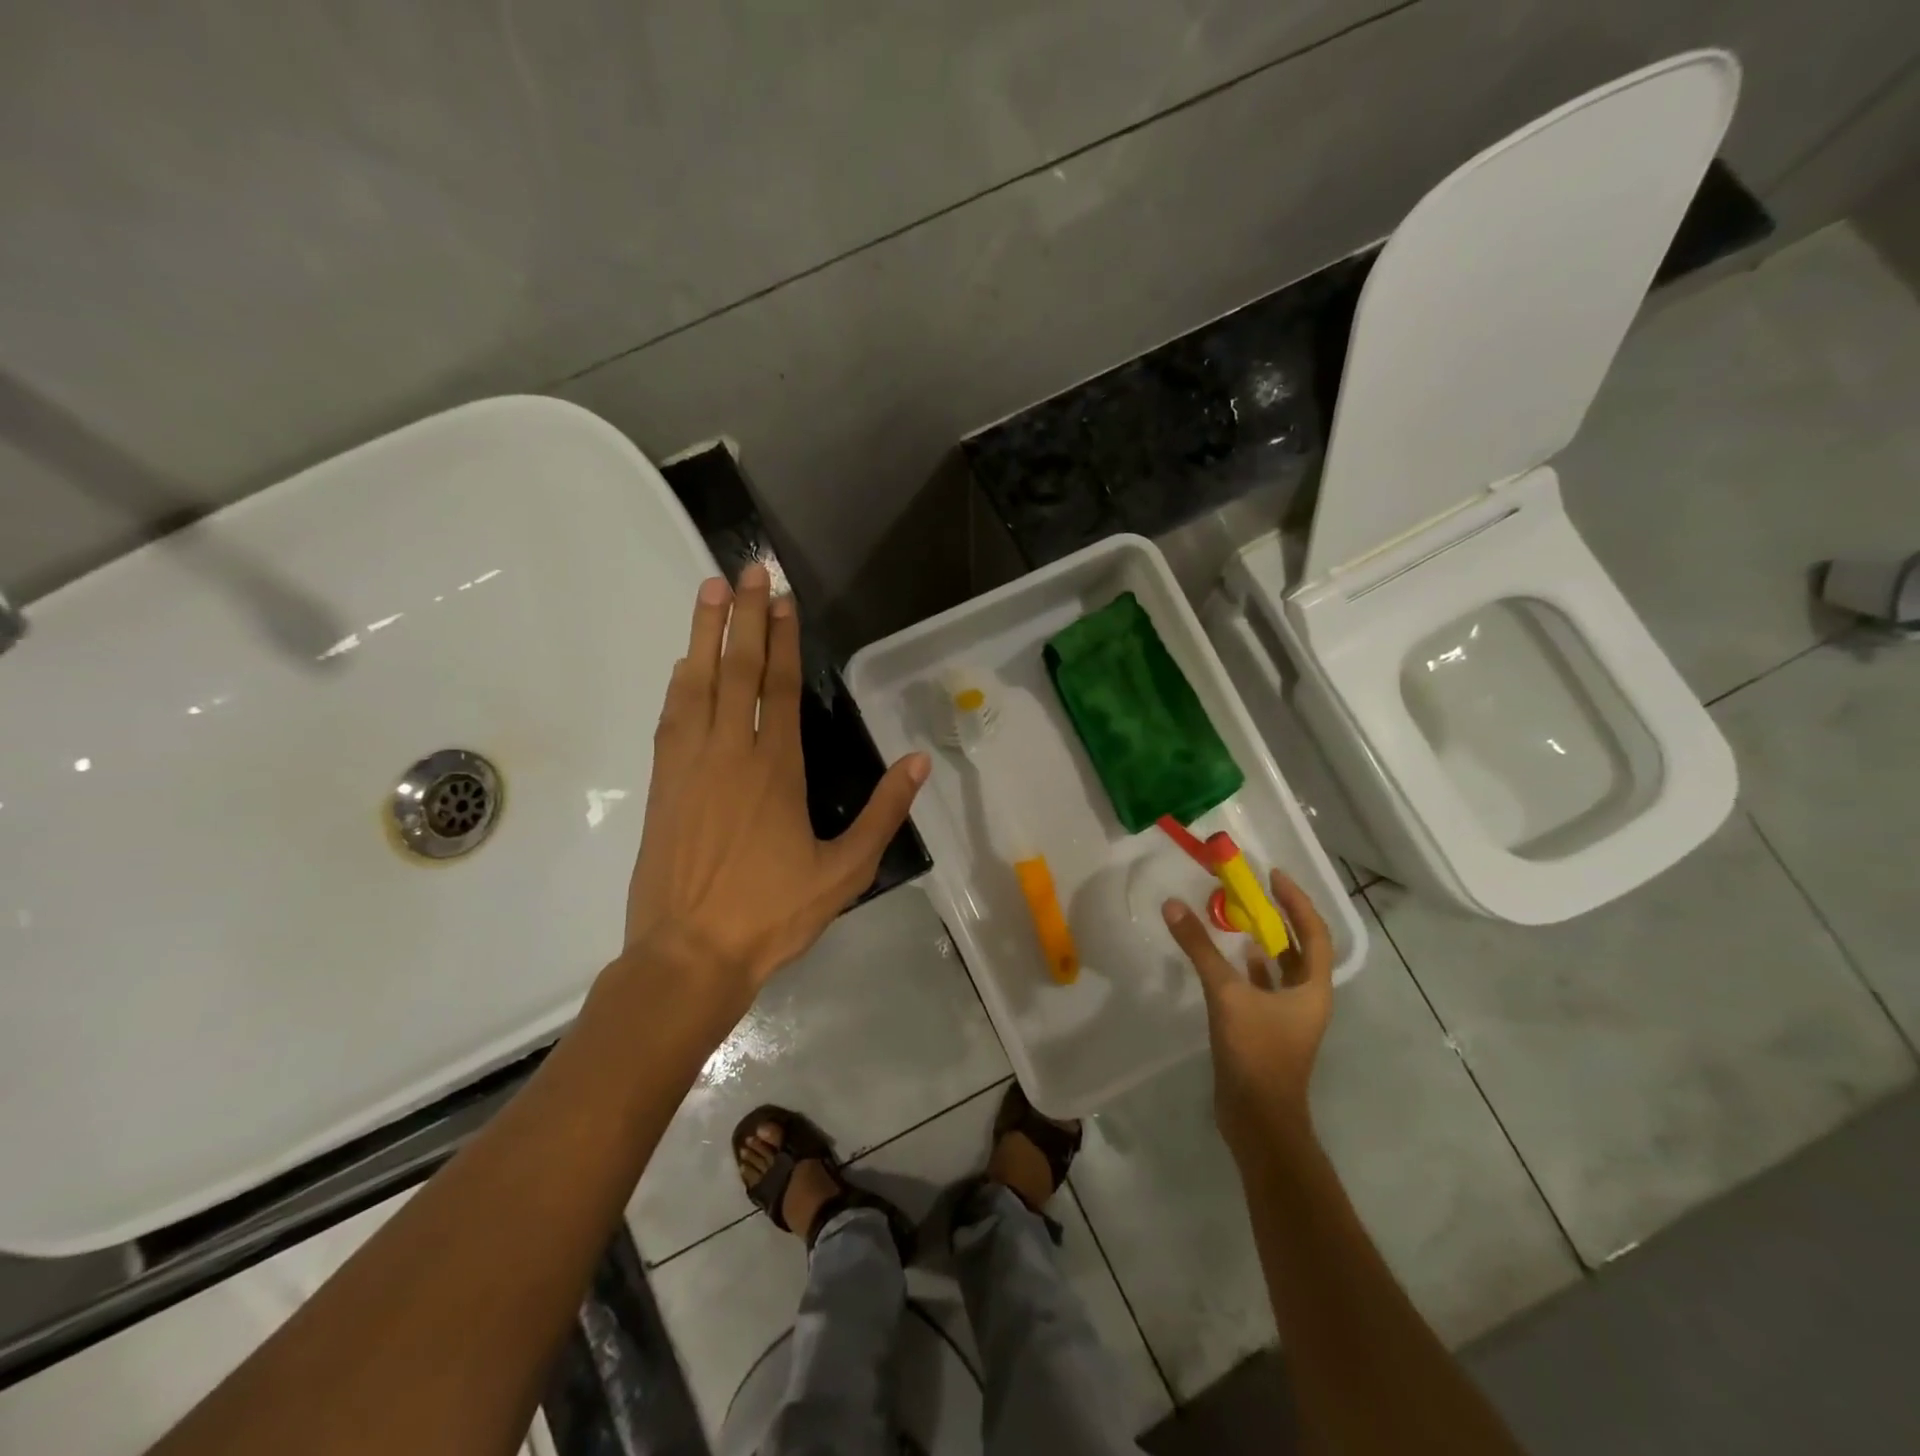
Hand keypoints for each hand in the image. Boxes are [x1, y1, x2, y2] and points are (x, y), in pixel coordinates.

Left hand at [617, 564, 928, 1021]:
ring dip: (704, 634)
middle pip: (736, 670)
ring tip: (709, 590)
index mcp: (777, 769)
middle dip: (742, 615)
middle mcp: (730, 753)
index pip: (779, 687)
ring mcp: (689, 765)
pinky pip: (671, 717)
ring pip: (697, 683)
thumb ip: (883, 813)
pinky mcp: (663, 784)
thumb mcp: (845, 872)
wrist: (688, 956)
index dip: (781, 637)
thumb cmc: (772, 914)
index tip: (782, 597)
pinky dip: (680, 682)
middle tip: (745, 569)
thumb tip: (919, 762)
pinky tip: (685, 663)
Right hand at [1162, 871, 1334, 1160]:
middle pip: (1301, 947)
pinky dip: (1250, 968)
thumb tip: (1173, 905)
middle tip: (1253, 889)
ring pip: (1282, 967)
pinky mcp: (1269, 1029)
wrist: (1258, 1119)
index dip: (1296, 901)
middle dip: (1280, 916)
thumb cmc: (1256, 1053)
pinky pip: (1264, 986)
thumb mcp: (1226, 994)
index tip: (1273, 875)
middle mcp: (1308, 998)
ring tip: (1239, 916)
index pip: (1314, 932)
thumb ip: (1200, 949)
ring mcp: (1289, 1016)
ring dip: (1265, 940)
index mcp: (1313, 988)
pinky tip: (1231, 957)